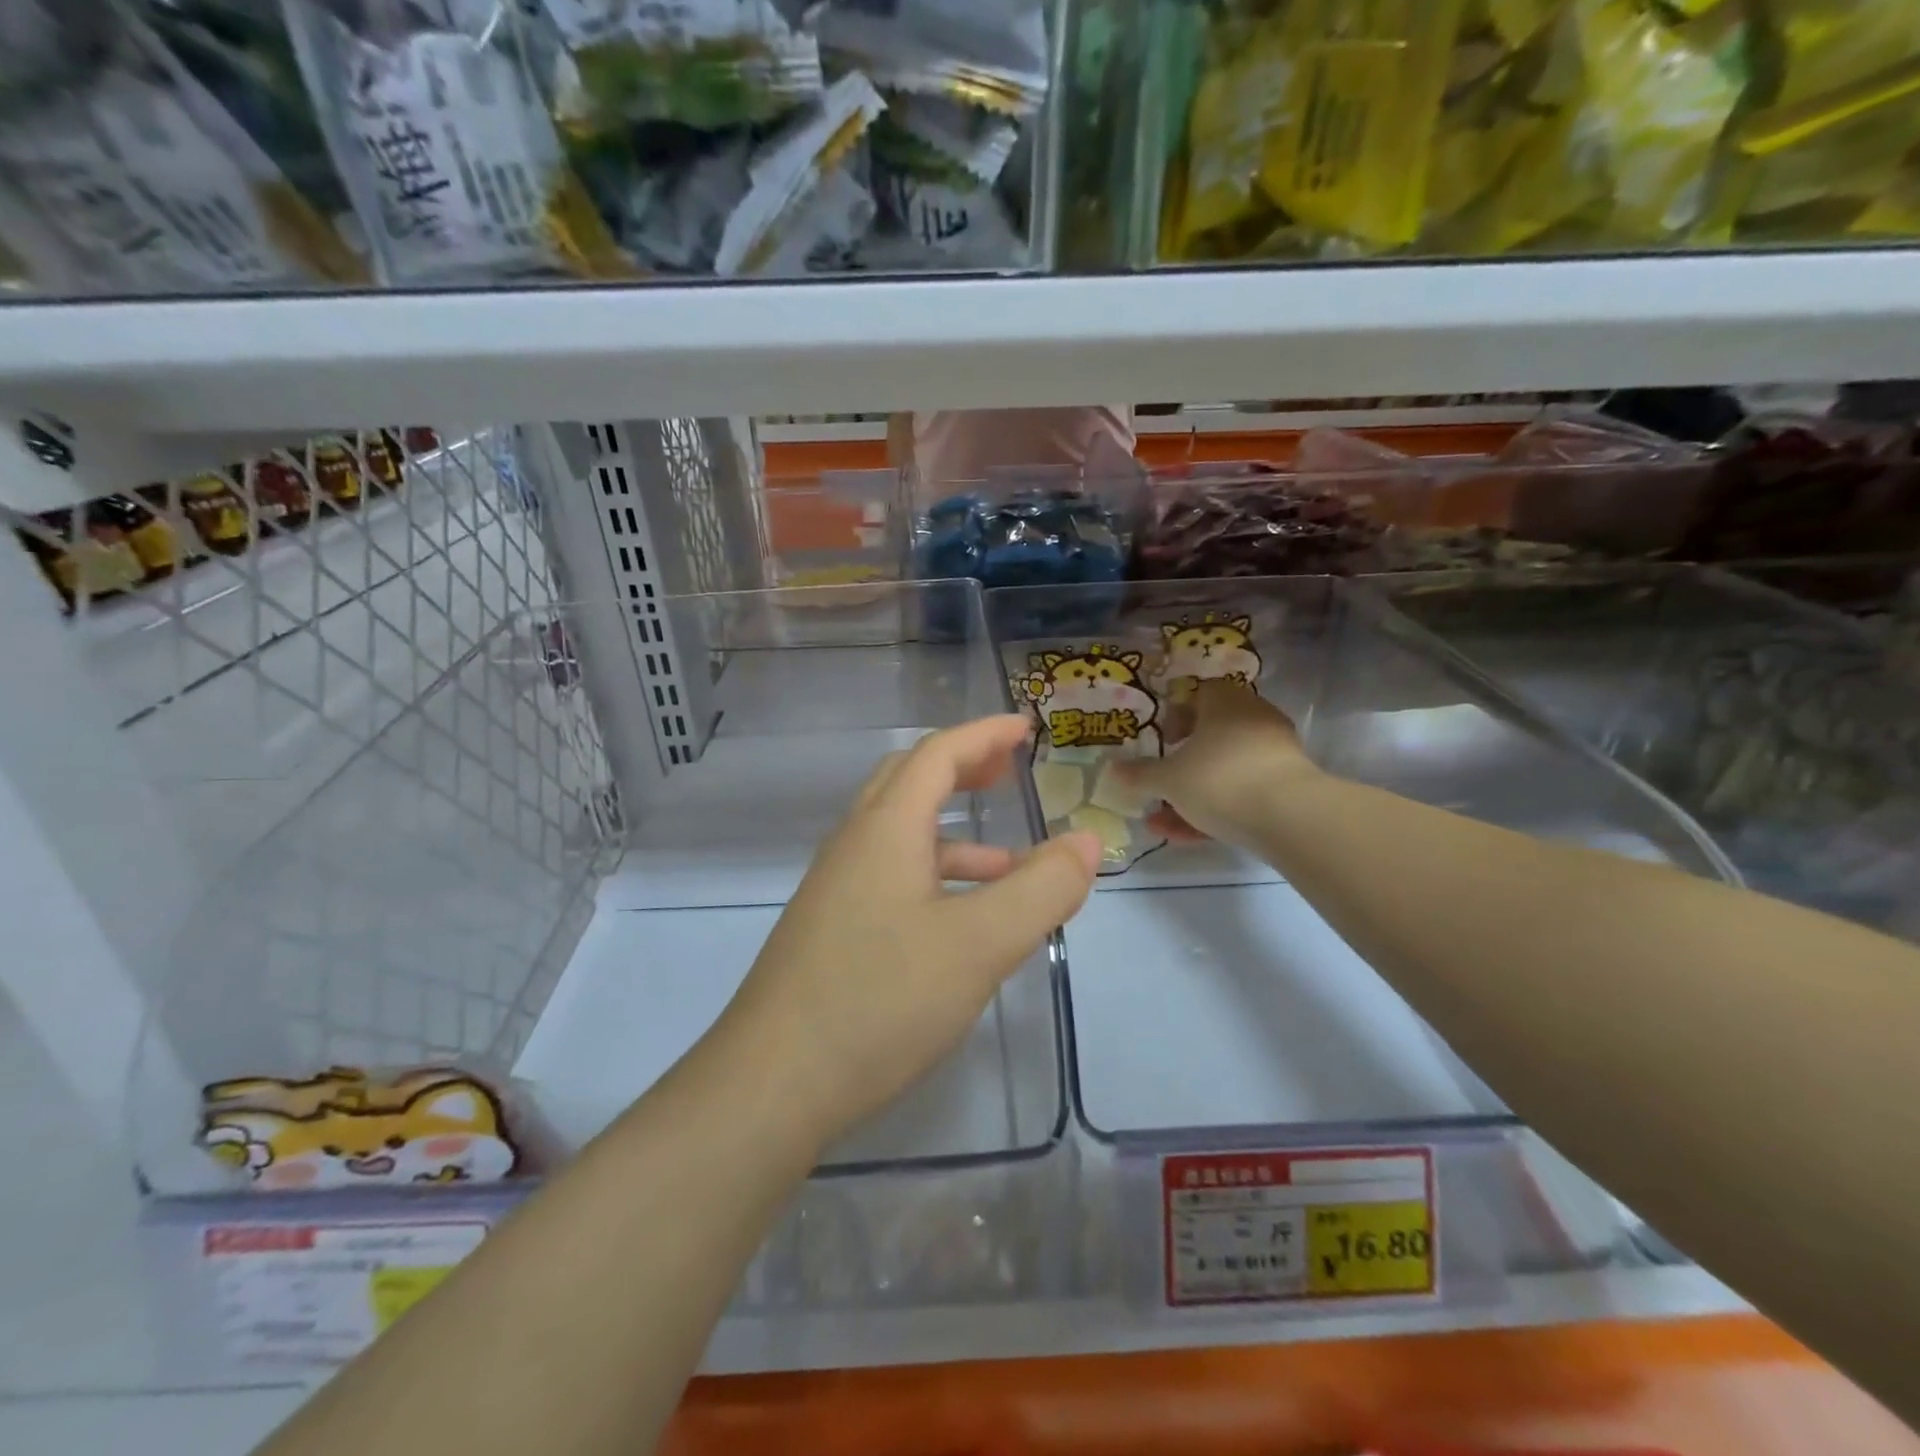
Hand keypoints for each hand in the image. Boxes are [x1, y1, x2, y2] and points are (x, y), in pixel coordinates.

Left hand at [719, 716, 1100, 1146]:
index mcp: (884, 830)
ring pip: (900, 837)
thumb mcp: (979, 944)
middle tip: (1008, 770)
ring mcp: (836, 890)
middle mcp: (854, 846)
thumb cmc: (880, 999)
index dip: (983, 734)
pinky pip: (891, 878)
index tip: (1025, 728)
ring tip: (1010, 863)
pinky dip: (935, 878)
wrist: (771, 1085)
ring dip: (954, 833)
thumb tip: (1087, 841)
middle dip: (962, 767)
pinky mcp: (831, 931)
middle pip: (909, 782)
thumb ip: (1042, 889)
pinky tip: (962, 924)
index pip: (936, 754)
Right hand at [1116, 679, 1317, 844]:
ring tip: (1162, 822)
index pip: (1198, 694)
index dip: (1176, 715)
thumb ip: (1139, 774)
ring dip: (1193, 794)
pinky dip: (1216, 809)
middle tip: (1159, 782)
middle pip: (1211, 736)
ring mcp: (1274, 753)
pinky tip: (1188, 836)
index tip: (1161, 740)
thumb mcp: (1168, 779)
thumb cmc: (1218, 779)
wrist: (1289, 817)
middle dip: (1181, 763)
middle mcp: (1253, 718)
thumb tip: (1110, 769)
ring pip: (1224, 770)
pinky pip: (1242, 792)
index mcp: (1225, 702)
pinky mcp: (1287, 787)